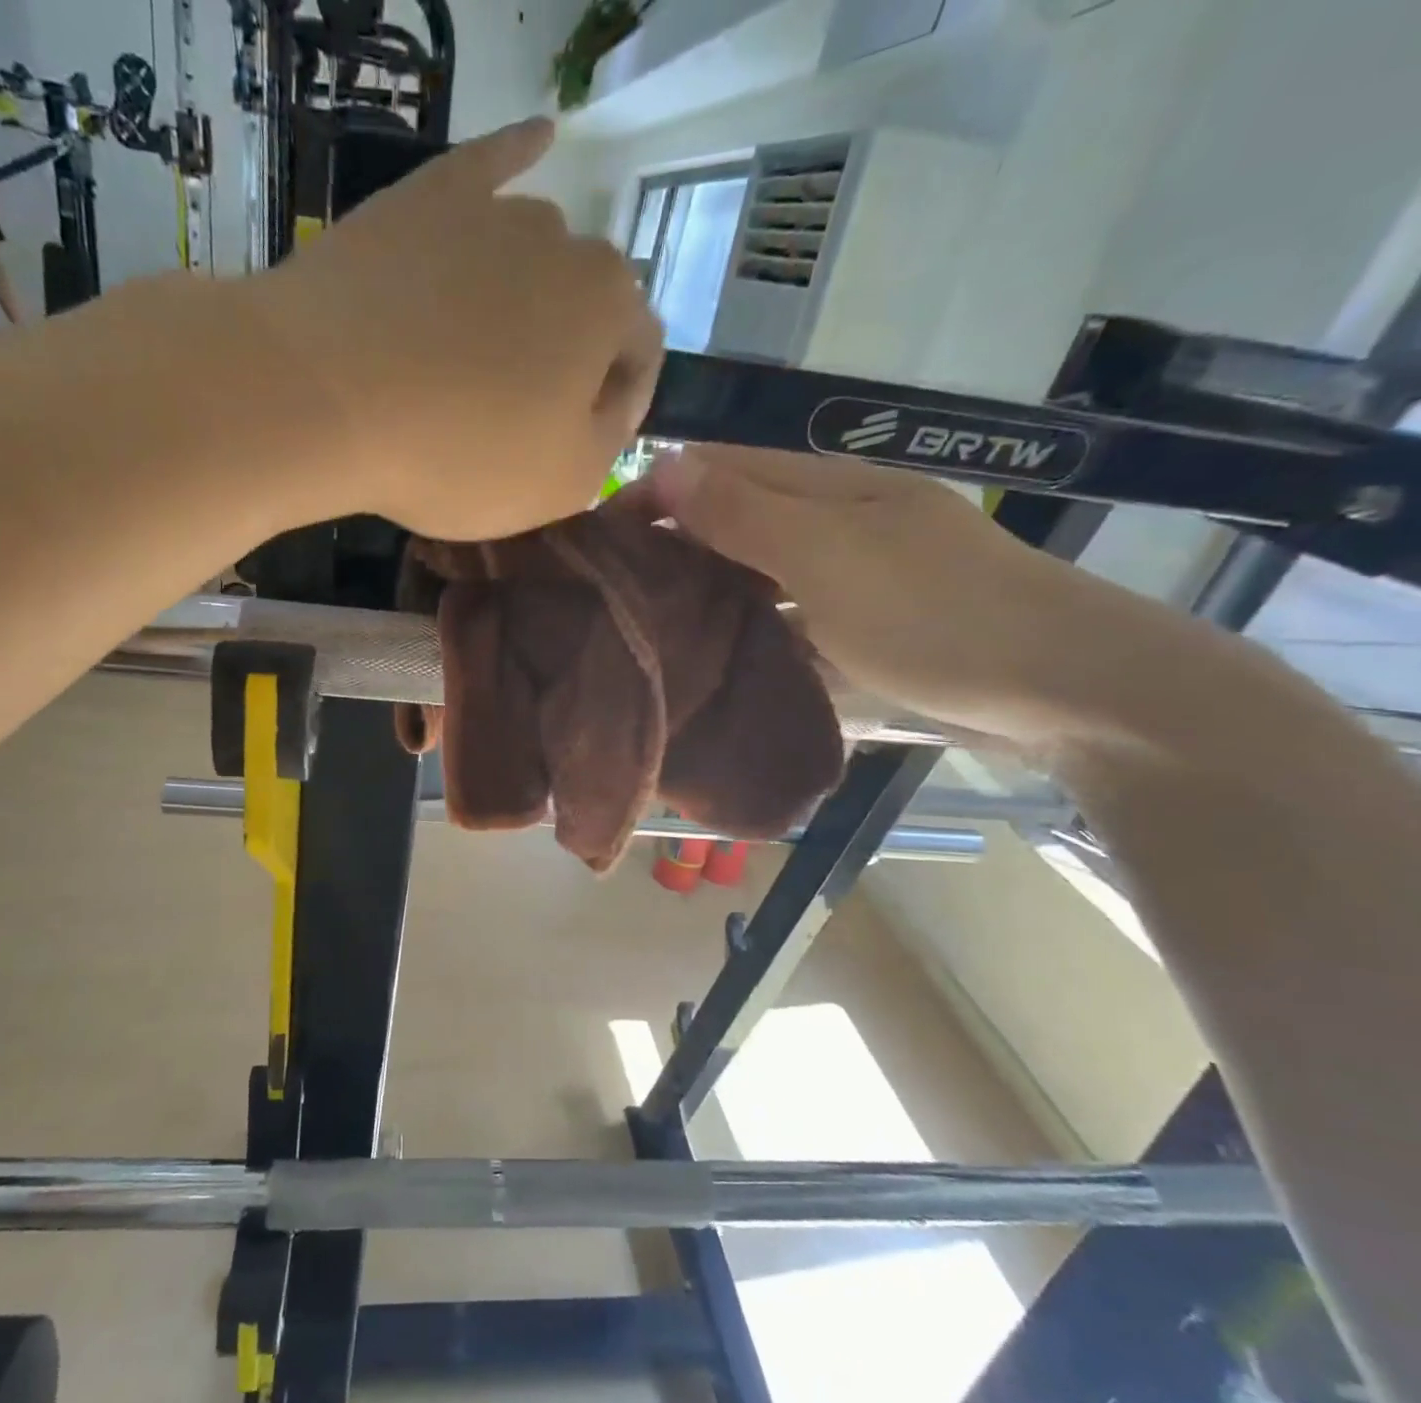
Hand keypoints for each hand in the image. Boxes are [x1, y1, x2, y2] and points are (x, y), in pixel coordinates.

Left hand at [240, 117, 663, 541]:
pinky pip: (487, 168)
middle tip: (518, 409)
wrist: (323, 397)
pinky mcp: (424, 197)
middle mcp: (566, 241)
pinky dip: (515, 157)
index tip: (577, 440)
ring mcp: (491, 209)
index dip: (616, 403)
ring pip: (533, 257)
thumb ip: (610, 437)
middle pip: (586, 304)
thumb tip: (616, 397)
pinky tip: (537, 141)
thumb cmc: (458, 454)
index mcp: (610, 310)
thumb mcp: (563, 483)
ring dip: (526, 298)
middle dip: (569, 355)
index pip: (639, 354)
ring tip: (482, 346)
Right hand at [647, 446, 1120, 744]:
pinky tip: (714, 652)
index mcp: (824, 486)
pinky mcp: (859, 624)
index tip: (597, 542)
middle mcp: (832, 519)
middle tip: (611, 595)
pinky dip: (744, 626)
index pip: (715, 467)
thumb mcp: (827, 557)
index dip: (654, 491)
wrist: (1061, 687)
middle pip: (731, 516)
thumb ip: (744, 513)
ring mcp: (848, 574)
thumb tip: (663, 460)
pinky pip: (782, 614)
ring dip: (703, 587)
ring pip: (754, 568)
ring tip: (647, 626)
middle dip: (670, 543)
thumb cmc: (935, 615)